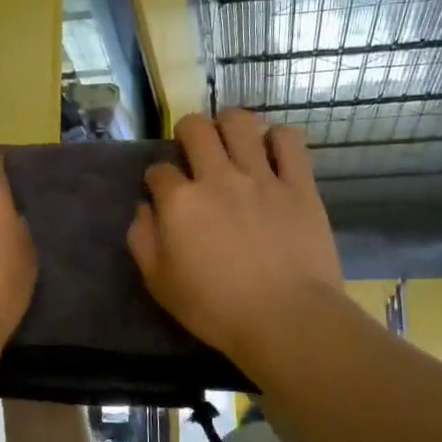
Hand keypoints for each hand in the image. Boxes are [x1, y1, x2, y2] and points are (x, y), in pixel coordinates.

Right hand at [127, 110, 346, 365]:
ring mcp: (260, 176)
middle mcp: (216, 177)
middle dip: (187, 134)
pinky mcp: (298, 184)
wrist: (286, 319)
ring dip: (229, 125)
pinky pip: (289, 140)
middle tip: (194, 153)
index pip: (158, 170)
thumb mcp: (160, 284)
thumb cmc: (216, 309)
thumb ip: (143, 240)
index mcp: (179, 202)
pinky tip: (273, 151)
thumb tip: (144, 209)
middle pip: (194, 128)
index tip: (162, 192)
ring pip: (239, 121)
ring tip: (231, 140)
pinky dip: (278, 139)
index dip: (156, 179)